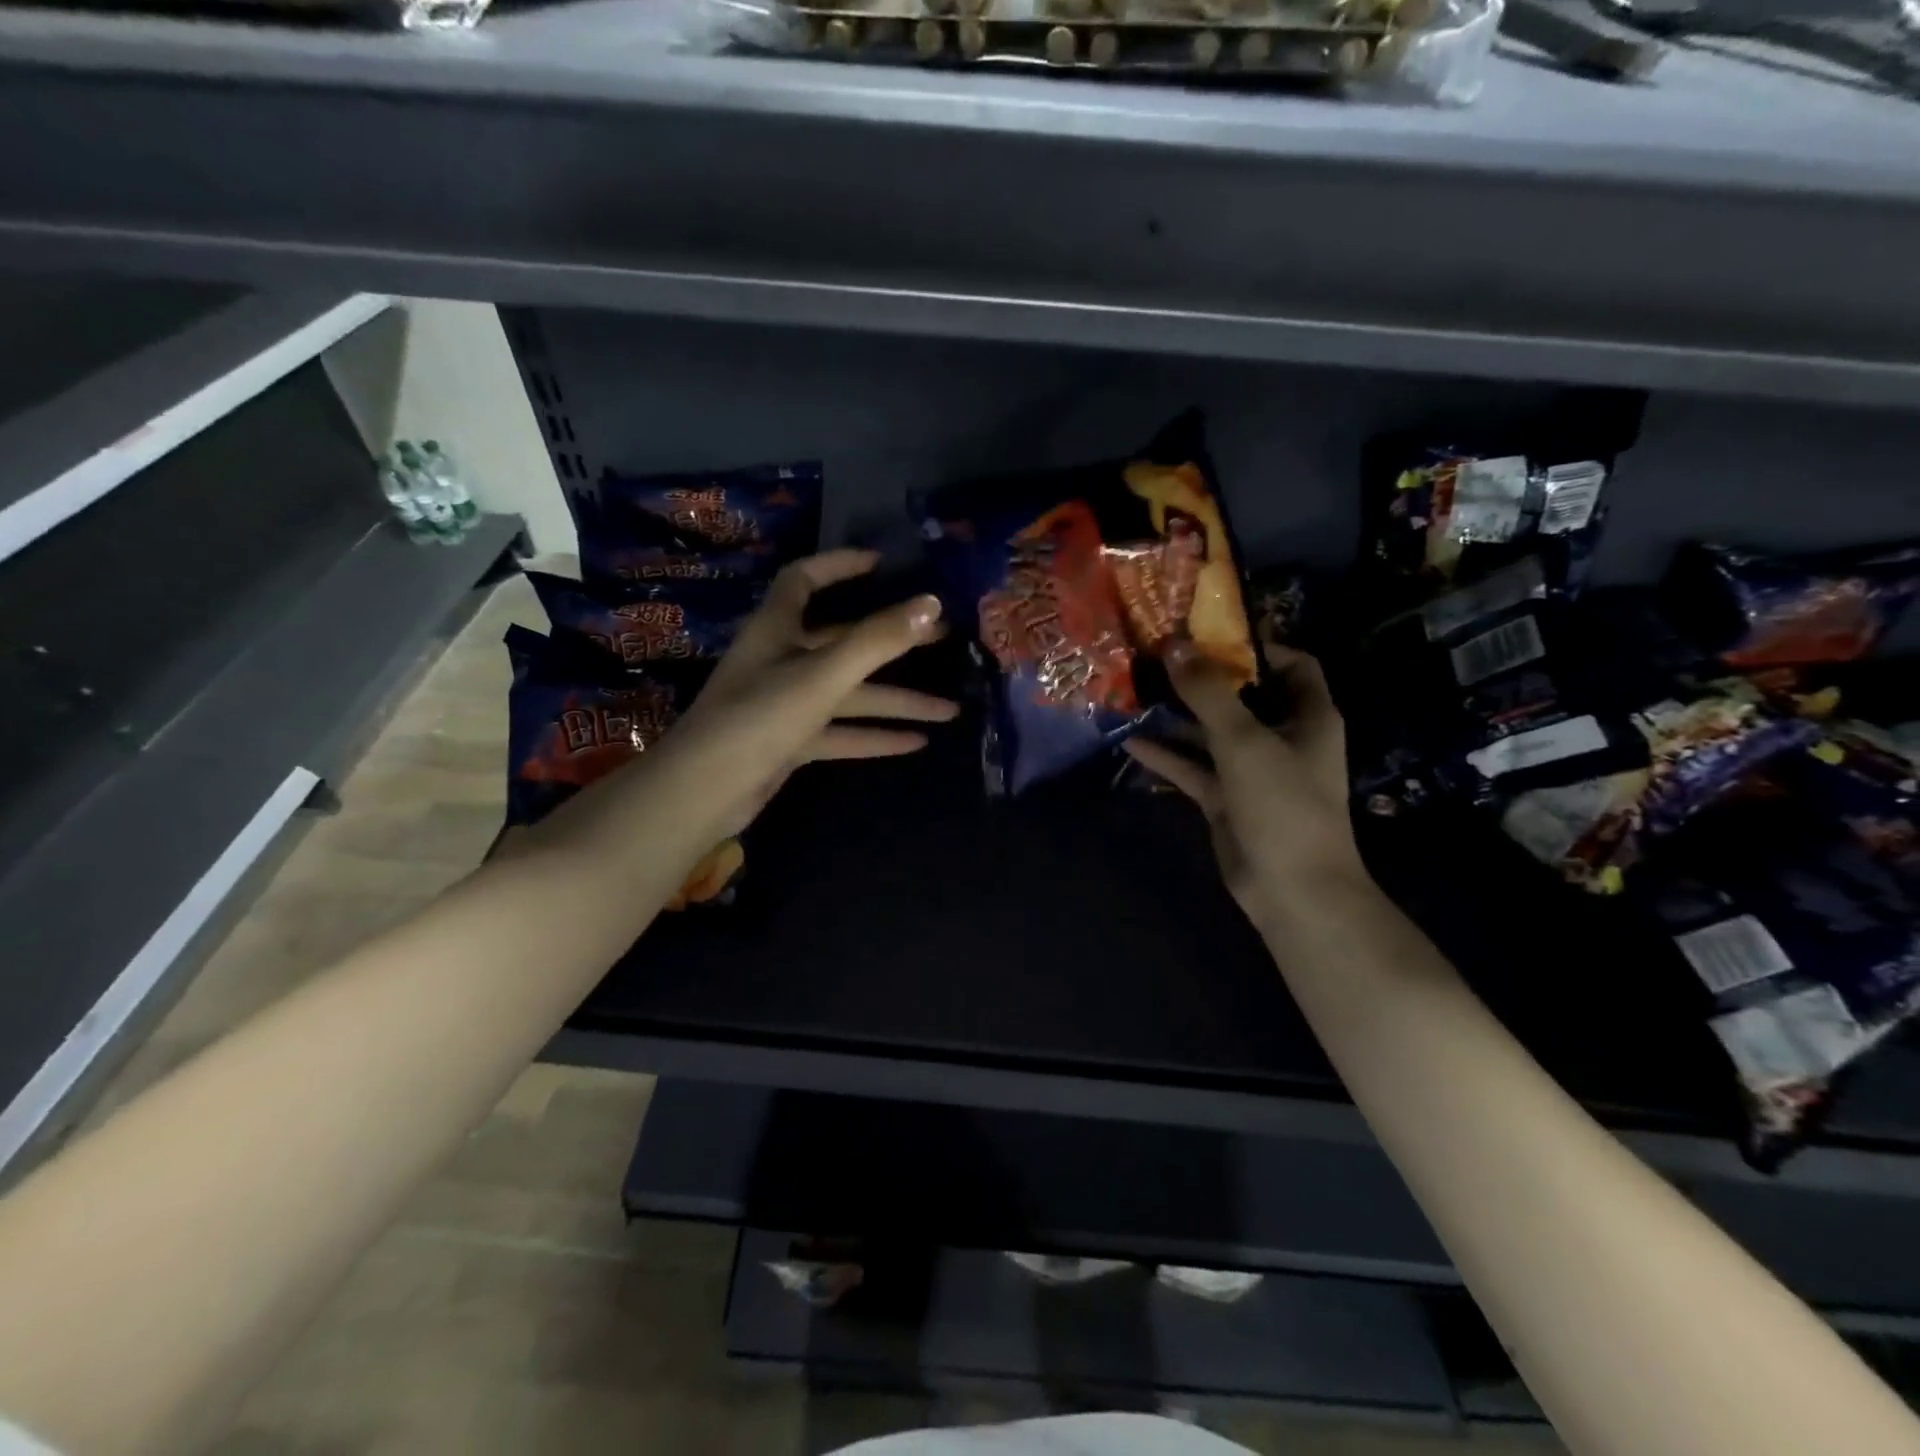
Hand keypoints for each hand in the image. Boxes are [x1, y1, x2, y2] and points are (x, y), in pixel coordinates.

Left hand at [668, 549, 956, 836]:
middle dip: (893, 640)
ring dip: (896, 701)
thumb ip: (877, 640)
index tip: (881, 563)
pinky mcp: (789, 741)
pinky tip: (916, 742)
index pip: (805, 580)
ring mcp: (785, 703)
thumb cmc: (758, 718)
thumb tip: (931, 602)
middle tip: (943, 637)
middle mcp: (781, 660)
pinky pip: (840, 731)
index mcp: (777, 629)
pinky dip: (874, 735)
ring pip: (849, 694)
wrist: (703, 792)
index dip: (839, 565)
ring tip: (949, 709)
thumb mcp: (823, 675)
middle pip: (843, 640)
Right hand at [1122, 642, 1362, 923]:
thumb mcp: (1245, 740)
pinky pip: (1194, 768)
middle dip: (1201, 679)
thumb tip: (1175, 645)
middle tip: (1156, 658)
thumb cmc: (1283, 804)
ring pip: (1211, 733)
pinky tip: (1130, 741)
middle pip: (1241, 696)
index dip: (1255, 647)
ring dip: (1177, 717)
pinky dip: (1167, 756)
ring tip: (1135, 693)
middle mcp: (1282, 737)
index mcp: (1308, 715)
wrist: (1292, 890)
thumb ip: (1208, 693)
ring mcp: (1252, 770)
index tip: (1207, 635)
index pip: (1291, 664)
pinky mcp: (1226, 798)